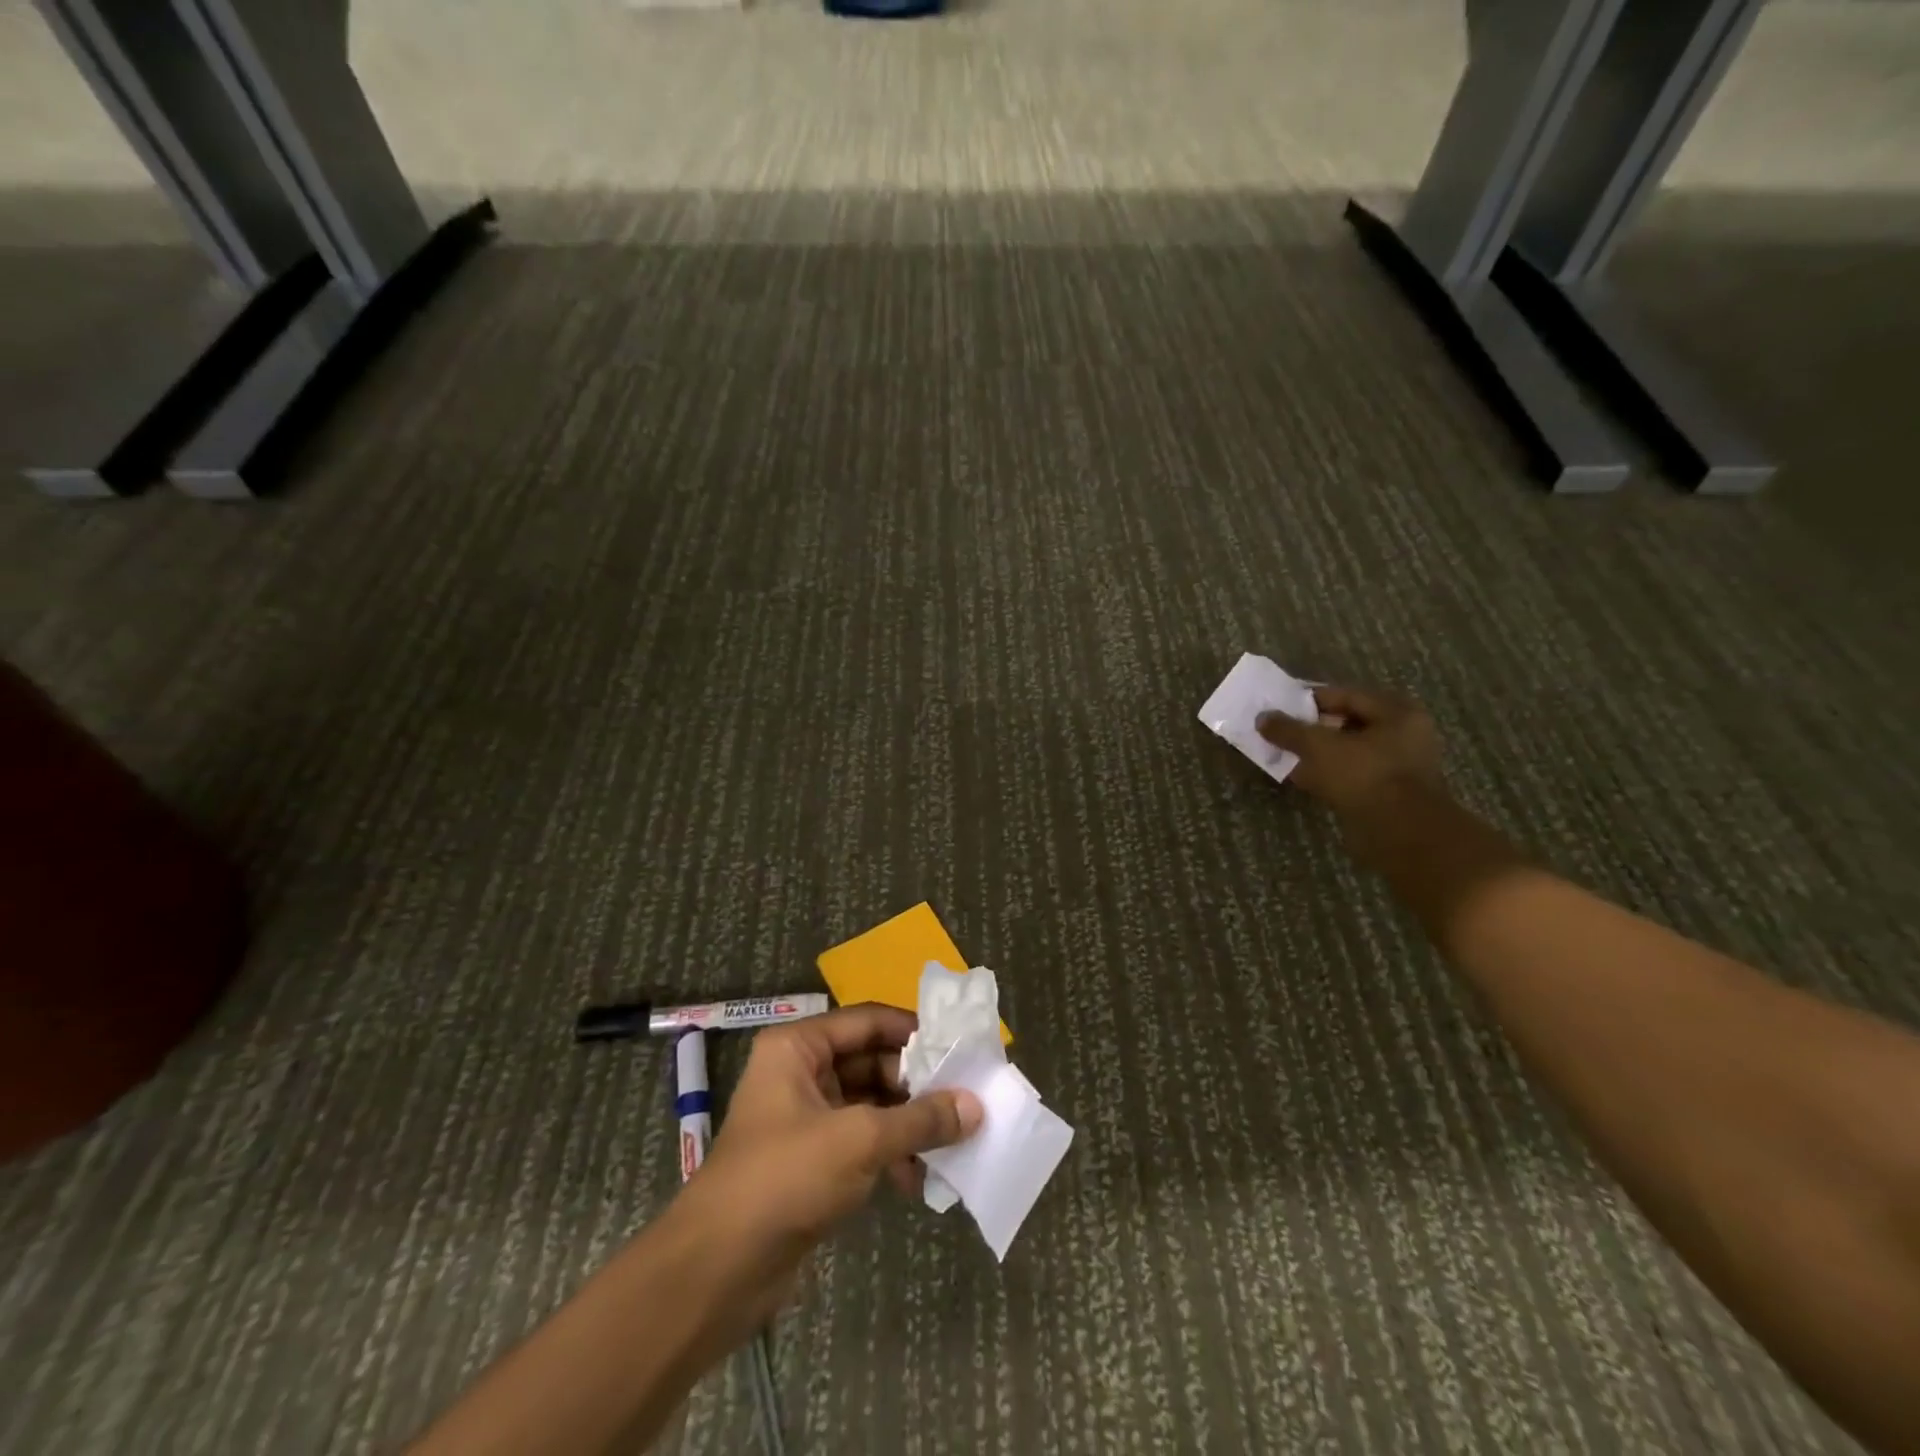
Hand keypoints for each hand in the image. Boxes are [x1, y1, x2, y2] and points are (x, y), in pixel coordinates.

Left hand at [674, 1004, 982, 1334]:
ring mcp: (805, 1118)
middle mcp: (800, 1072)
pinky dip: (889, 1154)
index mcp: (798, 1047)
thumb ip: (920, 1120)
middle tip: (963, 1099)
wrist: (716, 1272)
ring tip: (950, 1141)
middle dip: (915, 1083)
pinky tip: (918, 1180)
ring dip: (907, 1122)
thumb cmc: (784, 1178)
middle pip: (871, 1061)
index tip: (958, 1046)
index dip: (912, 1031)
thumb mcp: (859, 1141)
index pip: (867, 1020)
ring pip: (870, 1103)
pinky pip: (861, 1141)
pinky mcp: (811, 1161)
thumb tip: (975, 1106)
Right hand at [1257, 684, 1446, 863]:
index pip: (1344, 695)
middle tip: (1279, 732)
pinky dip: (1326, 774)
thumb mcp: (1318, 746)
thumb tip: (1262, 718)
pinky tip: (1300, 778)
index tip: (1278, 707)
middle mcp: (1403, 734)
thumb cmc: (1364, 776)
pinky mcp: (1387, 792)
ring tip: (1284, 755)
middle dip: (1311, 729)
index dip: (1308, 700)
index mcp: (1396, 712)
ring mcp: (1397, 766)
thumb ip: (1288, 729)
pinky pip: (1350, 775)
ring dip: (1316, 754)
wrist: (1400, 833)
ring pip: (1346, 751)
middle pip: (1346, 723)